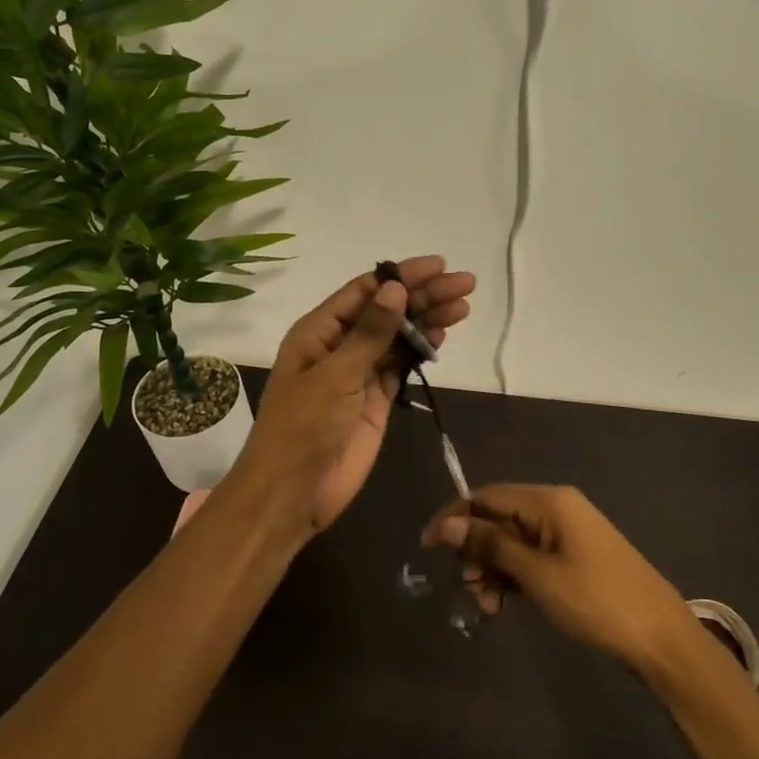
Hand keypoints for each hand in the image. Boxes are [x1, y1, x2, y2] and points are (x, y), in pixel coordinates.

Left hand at [230, 257, 475, 540]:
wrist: (293, 492)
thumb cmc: (304, 427)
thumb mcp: (335, 375)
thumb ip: (369, 333)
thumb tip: (396, 288)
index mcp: (318, 332)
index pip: (365, 291)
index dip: (401, 275)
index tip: (438, 266)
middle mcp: (339, 346)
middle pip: (386, 311)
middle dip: (423, 295)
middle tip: (465, 284)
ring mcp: (359, 374)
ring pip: (398, 337)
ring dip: (427, 321)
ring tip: (463, 306)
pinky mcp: (375, 401)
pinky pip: (401, 367)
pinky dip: (421, 351)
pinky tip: (442, 336)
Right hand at [422, 484, 703, 672]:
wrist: (661, 637)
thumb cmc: (596, 601)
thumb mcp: (538, 574)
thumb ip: (491, 546)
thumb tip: (447, 525)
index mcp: (549, 501)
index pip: (487, 496)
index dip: (455, 518)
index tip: (427, 548)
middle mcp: (556, 507)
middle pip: (499, 518)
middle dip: (476, 551)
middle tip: (469, 589)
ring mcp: (568, 532)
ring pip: (513, 541)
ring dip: (493, 569)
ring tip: (489, 606)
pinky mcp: (575, 556)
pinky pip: (532, 556)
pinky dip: (515, 576)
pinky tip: (507, 603)